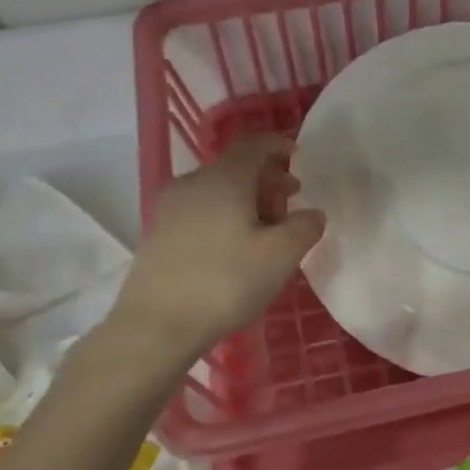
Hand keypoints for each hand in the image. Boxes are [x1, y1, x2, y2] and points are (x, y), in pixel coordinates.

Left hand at [115, 134, 323, 354]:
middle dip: (267, 179)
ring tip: (267, 229)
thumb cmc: (226, 282)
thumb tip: (313, 214)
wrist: (156, 324)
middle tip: (291, 201)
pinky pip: (201, 211)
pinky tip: (236, 247)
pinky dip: (225, 216)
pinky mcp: (159, 234)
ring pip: (217, 190)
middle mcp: (193, 183)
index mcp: (224, 178)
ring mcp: (170, 208)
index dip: (279, 145)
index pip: (254, 145)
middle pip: (235, 168)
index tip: (299, 156)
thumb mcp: (281, 256)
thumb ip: (304, 228)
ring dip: (247, 200)